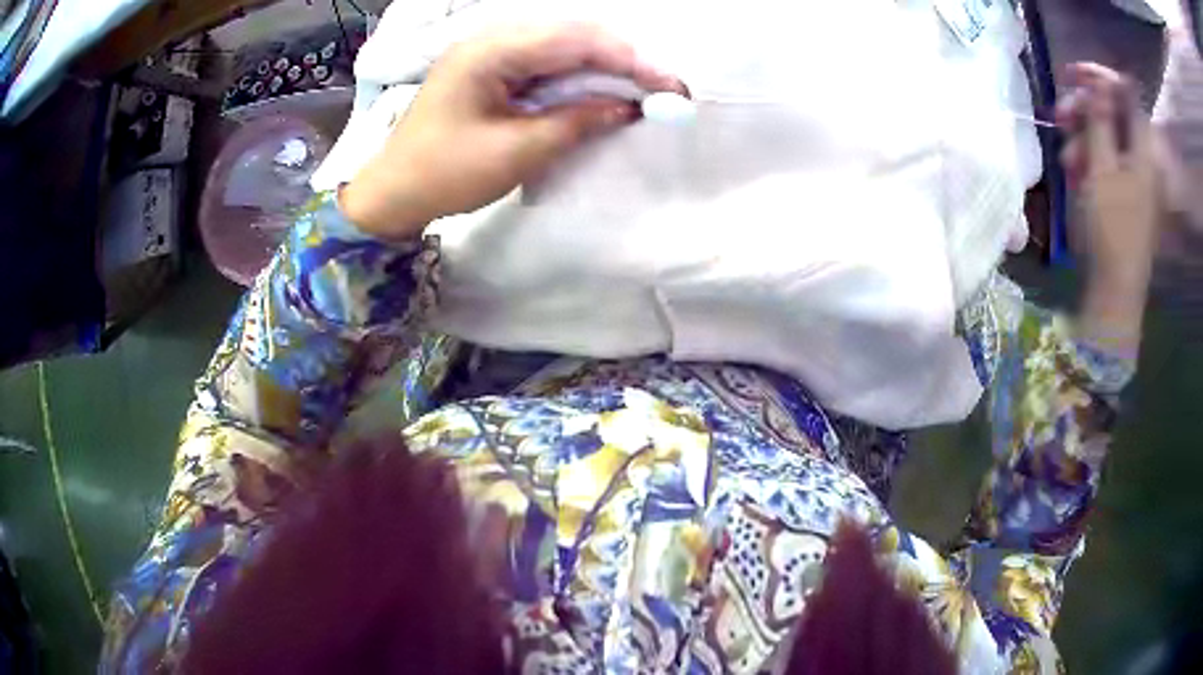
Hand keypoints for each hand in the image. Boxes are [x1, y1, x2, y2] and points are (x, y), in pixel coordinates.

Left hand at [340, 25, 684, 239]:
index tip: (671, 87)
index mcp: (491, 51)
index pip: (576, 41)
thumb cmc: (445, 173)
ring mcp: (490, 50)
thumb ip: (576, 122)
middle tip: (662, 89)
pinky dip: (578, 73)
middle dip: (623, 58)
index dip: (630, 60)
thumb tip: (629, 107)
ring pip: (563, 44)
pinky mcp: (491, 67)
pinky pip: (546, 60)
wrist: (393, 190)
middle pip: (573, 33)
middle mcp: (491, 38)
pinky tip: (600, 88)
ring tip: (641, 88)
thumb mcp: (516, 152)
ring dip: (604, 64)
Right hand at [1055, 63, 1159, 356]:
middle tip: (1059, 116)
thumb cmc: (1111, 229)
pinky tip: (1074, 172)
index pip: (1124, 92)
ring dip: (1082, 138)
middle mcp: (1142, 157)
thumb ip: (1098, 120)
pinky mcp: (1126, 192)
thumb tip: (1093, 84)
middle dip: (1084, 109)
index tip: (1069, 75)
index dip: (1097, 77)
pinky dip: (1089, 160)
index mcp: (1144, 149)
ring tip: (1066, 159)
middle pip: (1113, 112)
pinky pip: (1106, 159)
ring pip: (1106, 136)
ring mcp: (1135, 176)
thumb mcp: (1101, 169)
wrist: (1116, 290)